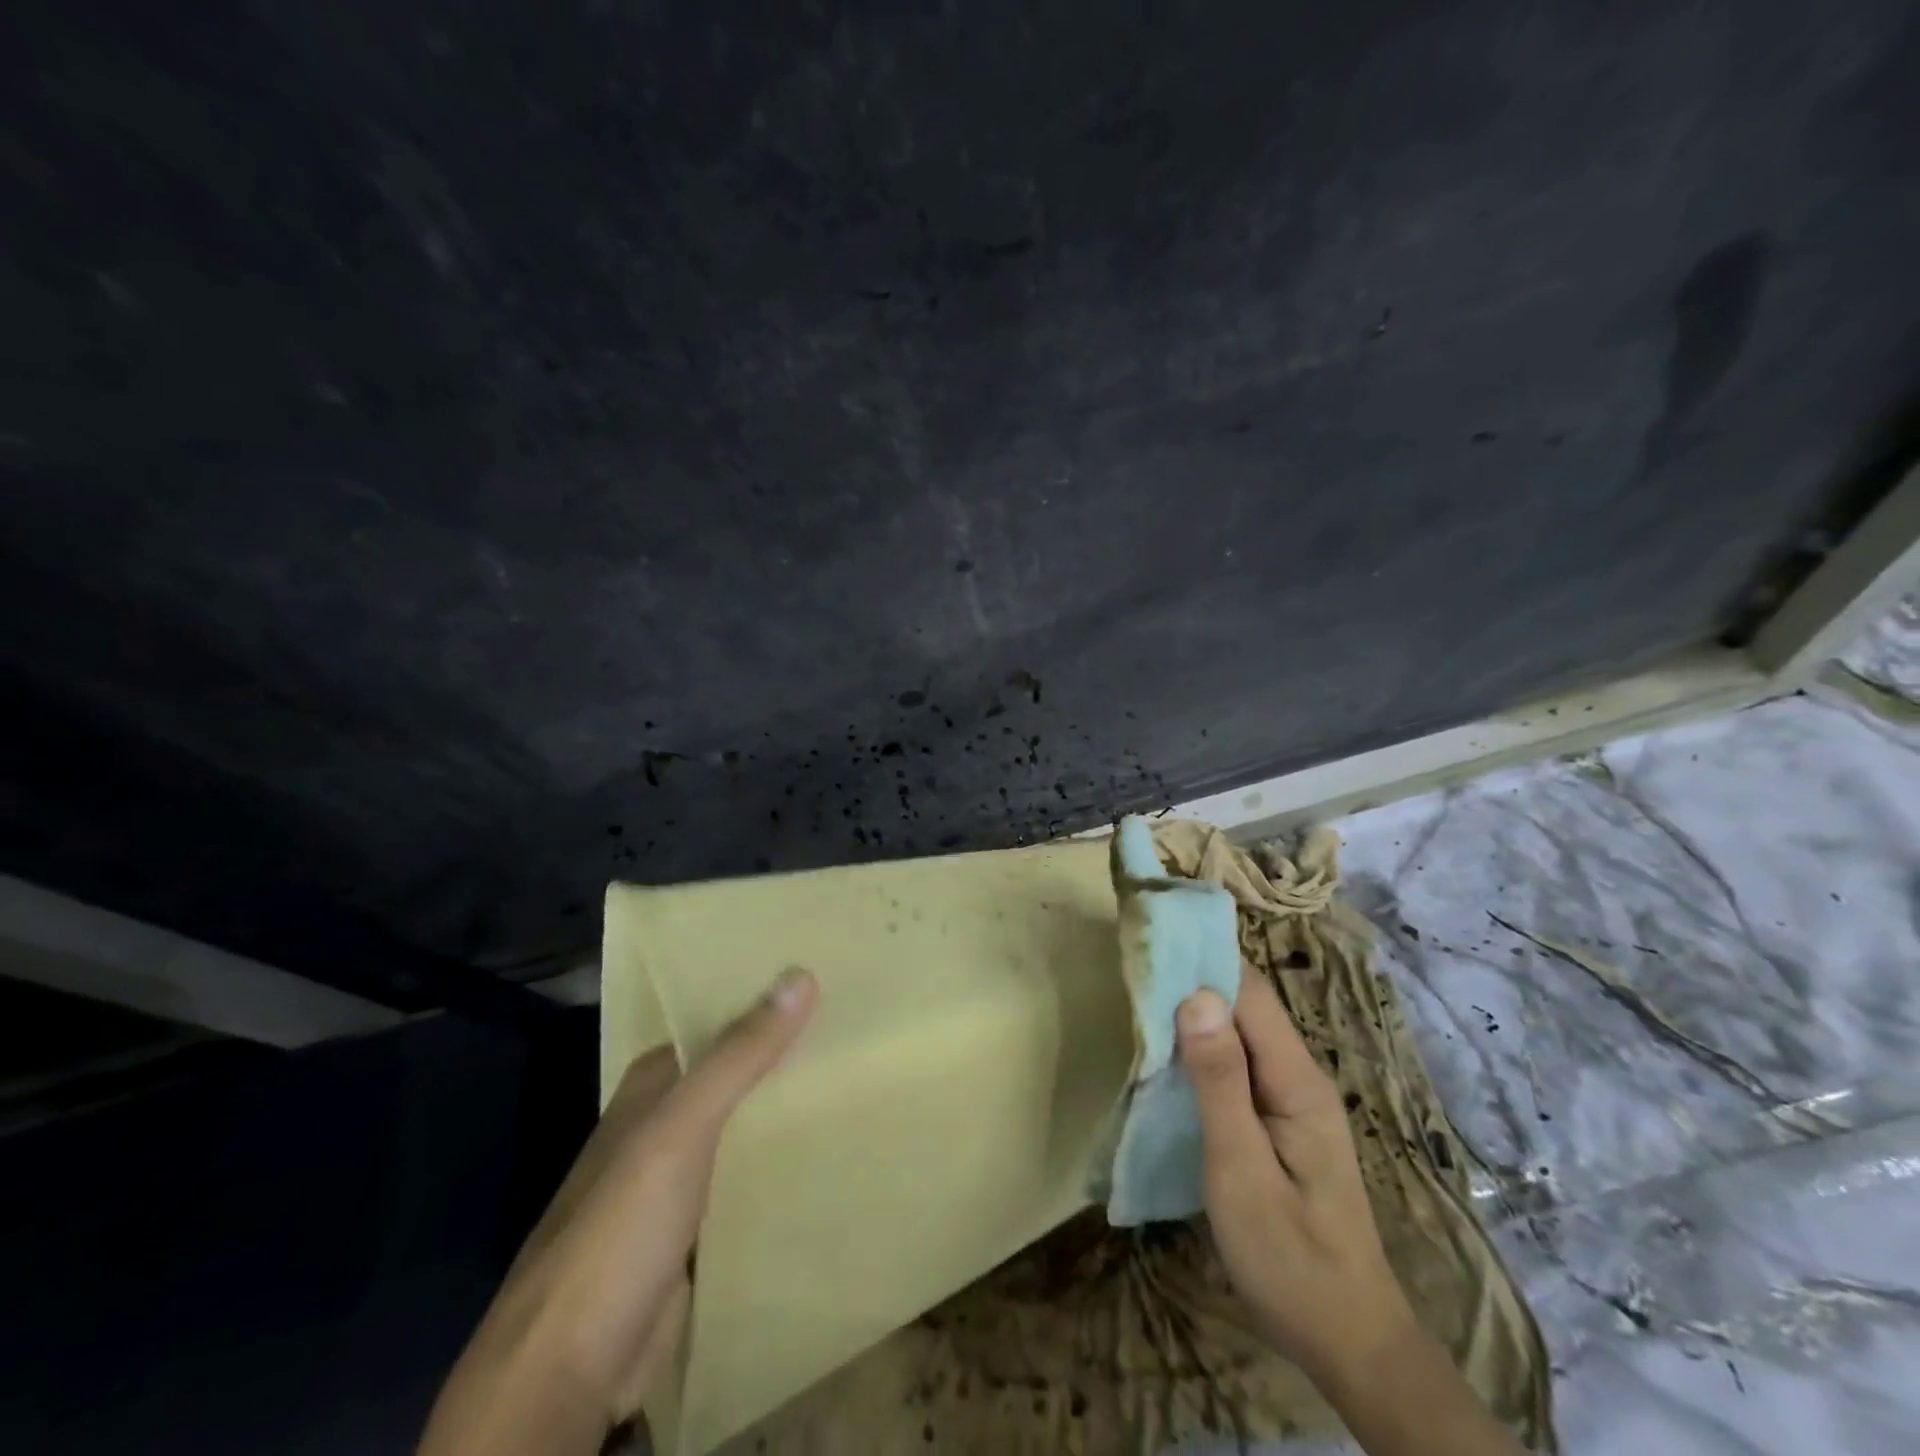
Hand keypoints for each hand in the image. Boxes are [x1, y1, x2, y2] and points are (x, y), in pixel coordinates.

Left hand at [419, 968, 818, 1455]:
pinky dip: (780, 1165)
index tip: (816, 977)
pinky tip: (825, 1154)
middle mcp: (660, 1128)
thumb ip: (737, 1056)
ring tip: (853, 1077)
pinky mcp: (694, 1234)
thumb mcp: (681, 1128)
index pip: (709, 1025)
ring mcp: (675, 1184)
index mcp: (648, 1090)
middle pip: (729, 1076)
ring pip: (741, 1130)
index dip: (756, 1000)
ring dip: (784, 1110)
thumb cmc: (620, 1228)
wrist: (568, 1373)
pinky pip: (746, 1182)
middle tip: (853, 1025)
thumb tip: (799, 976)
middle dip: (780, 1055)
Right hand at [1178, 967, 1523, 1455]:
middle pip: (1246, 1006)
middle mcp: (1299, 1075)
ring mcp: (1291, 1098)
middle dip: (1194, 977)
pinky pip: (1238, 1063)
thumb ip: (1219, 1082)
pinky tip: (1169, 1052)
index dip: (1204, 957)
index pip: (1250, 992)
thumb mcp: (1242, 1171)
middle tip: (1136, 962)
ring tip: (1141, 995)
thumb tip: (1195, 996)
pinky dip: (1202, 1046)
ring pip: (1240, 1033)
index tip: (1155, 935)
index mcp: (1296, 1079)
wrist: (1348, 1340)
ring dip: (1195, 1011)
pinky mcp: (1278, 1119)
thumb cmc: (1290, 1258)